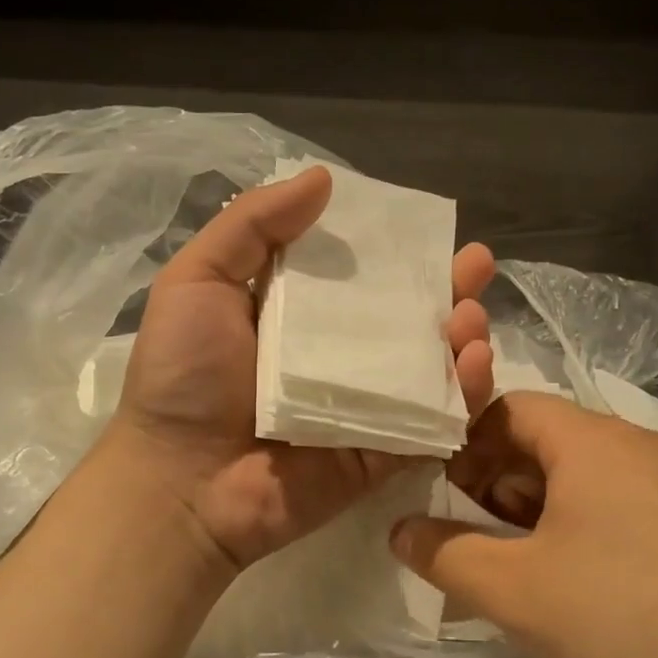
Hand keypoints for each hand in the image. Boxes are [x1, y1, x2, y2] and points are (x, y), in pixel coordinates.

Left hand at [111, 165, 495, 569]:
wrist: (181, 480)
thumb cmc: (182, 377)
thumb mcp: (197, 281)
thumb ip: (252, 226)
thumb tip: (323, 177)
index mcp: (299, 318)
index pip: (360, 276)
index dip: (396, 251)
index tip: (428, 229)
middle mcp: (338, 359)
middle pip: (406, 320)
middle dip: (448, 289)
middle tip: (476, 265)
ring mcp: (364, 407)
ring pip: (429, 369)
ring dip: (462, 339)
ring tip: (471, 318)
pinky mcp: (382, 453)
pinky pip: (432, 424)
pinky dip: (463, 398)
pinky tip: (475, 366)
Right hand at [390, 392, 657, 657]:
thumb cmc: (621, 617)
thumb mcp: (512, 590)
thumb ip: (443, 553)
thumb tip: (400, 528)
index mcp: (593, 439)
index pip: (509, 408)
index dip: (466, 443)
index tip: (442, 490)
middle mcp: (642, 443)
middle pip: (551, 439)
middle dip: (501, 480)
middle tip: (475, 533)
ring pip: (592, 472)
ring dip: (546, 504)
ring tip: (526, 559)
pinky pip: (633, 501)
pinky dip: (595, 520)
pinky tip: (593, 570)